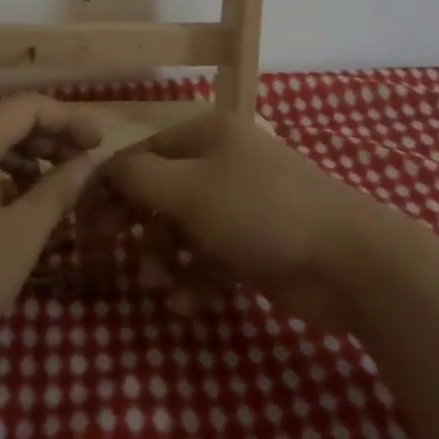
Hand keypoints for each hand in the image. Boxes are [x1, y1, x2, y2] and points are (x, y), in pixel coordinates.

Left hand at [0, 95, 107, 359]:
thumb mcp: (21, 236)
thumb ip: (58, 190)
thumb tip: (85, 163)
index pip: (28, 107)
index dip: (68, 119)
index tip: (99, 143)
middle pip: (5, 121)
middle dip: (48, 137)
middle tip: (82, 163)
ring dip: (23, 156)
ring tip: (54, 184)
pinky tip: (15, 201)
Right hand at [104, 112, 366, 328]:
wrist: (348, 261)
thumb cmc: (258, 211)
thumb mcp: (188, 188)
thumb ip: (138, 177)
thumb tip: (103, 168)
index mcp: (206, 134)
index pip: (144, 155)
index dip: (114, 188)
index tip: (90, 226)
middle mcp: (221, 164)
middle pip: (162, 196)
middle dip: (144, 232)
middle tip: (126, 263)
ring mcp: (240, 206)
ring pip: (184, 233)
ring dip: (169, 263)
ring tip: (168, 290)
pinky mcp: (254, 247)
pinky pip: (211, 261)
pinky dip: (199, 282)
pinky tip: (196, 304)